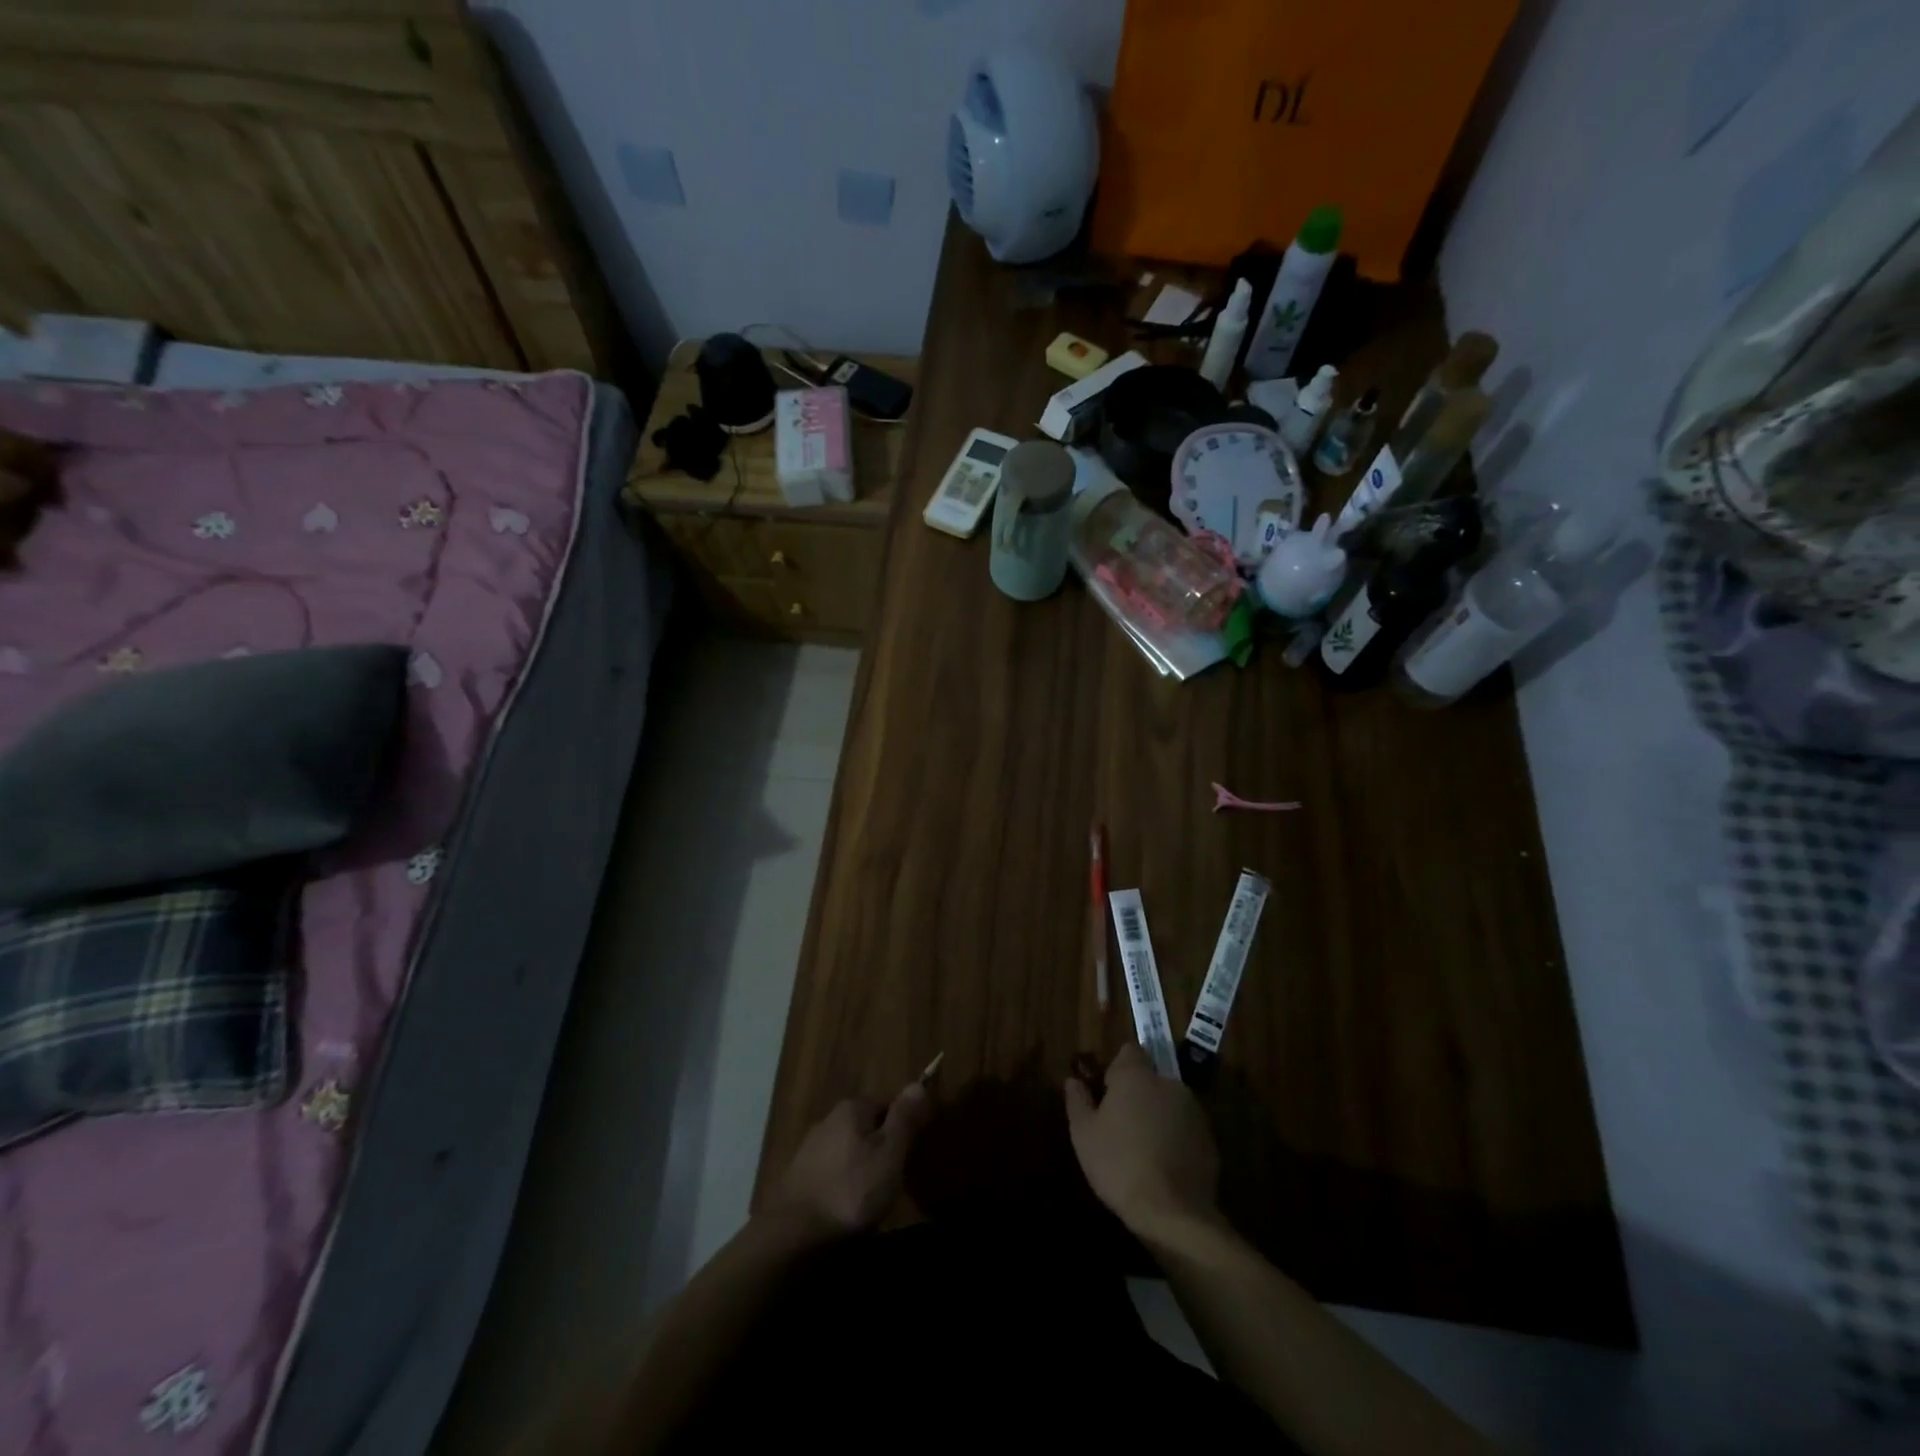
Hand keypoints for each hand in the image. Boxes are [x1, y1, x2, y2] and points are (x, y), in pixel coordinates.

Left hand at [764, 1081, 930, 1240]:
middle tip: (892, 1178)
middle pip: (864, 1126)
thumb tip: (919, 1083)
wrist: (792, 1235)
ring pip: (845, 1150)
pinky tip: (844, 1206)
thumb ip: (904, 1119)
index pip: (885, 1104)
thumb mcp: (889, 1154)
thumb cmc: (850, 1191)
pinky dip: (840, 1184)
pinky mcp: (796, 1178)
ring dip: (858, 1167)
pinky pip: (829, 1172)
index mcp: (851, 1109)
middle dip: (878, 1147)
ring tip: (870, 1197)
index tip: (909, 1153)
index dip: (900, 1126)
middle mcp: (827, 1120)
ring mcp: (808, 1149)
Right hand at [1064, 1043, 1220, 1239]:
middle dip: (1138, 1095)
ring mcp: (1194, 1112)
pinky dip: (1176, 1139)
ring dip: (1158, 1117)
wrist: (1173, 1214)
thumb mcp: (1084, 1134)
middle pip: (1150, 1079)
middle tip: (1121, 1127)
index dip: (1116, 1069)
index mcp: (1136, 1076)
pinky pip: (1186, 1129)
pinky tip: (1164, 1168)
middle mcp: (1169, 1084)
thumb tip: (1073, 1080)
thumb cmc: (1119, 1165)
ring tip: (1144, 1151)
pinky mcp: (1210, 1140)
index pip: (1129, 1051)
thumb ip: (1077, 1100)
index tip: (1107, 1093)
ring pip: (1169, 1104)